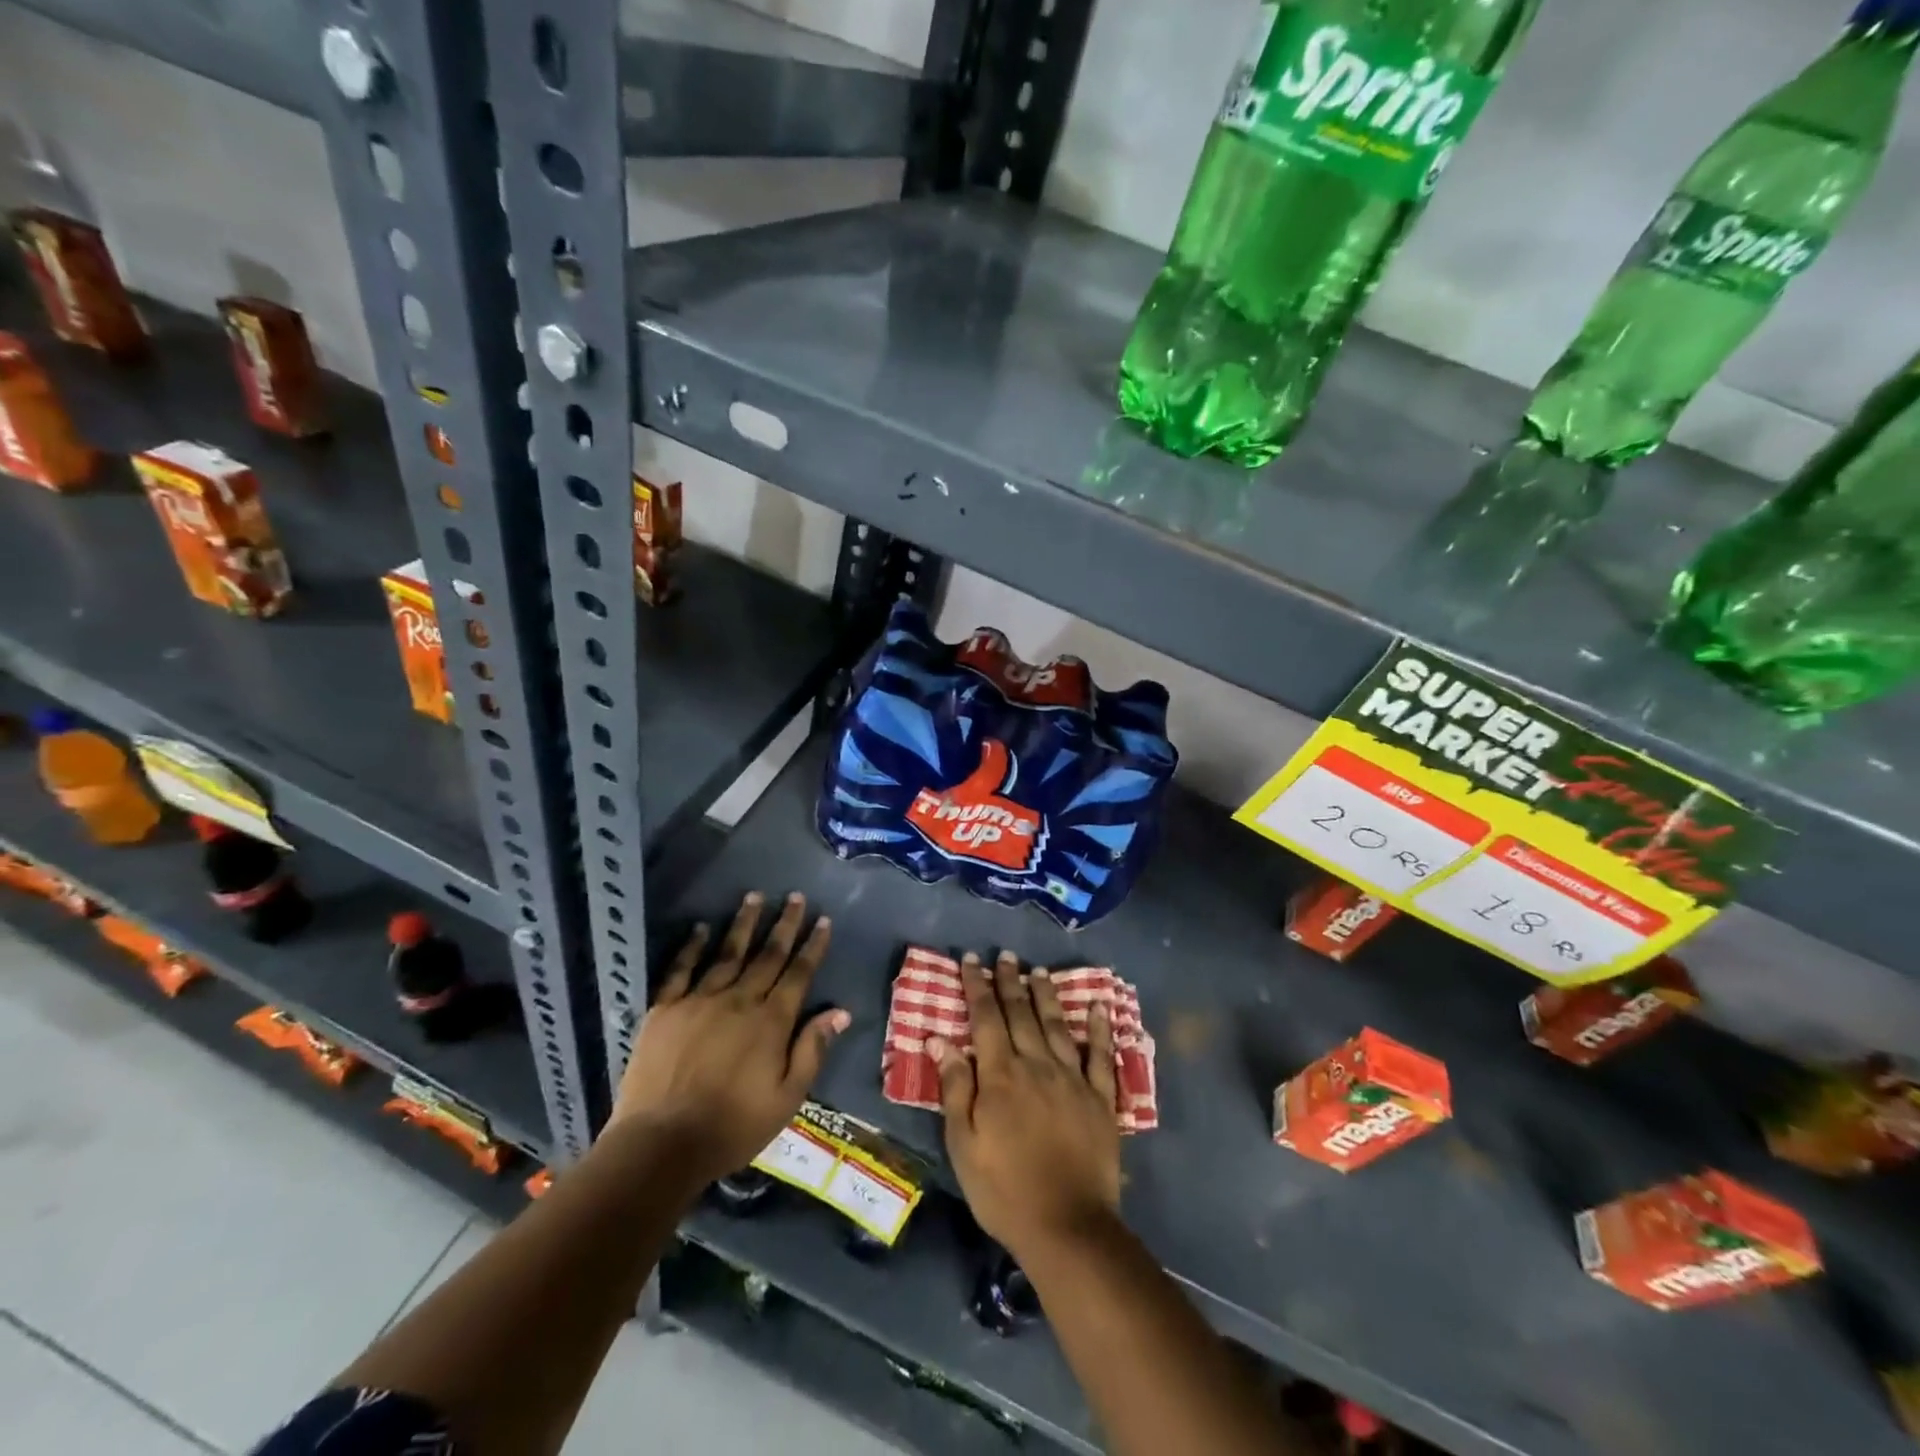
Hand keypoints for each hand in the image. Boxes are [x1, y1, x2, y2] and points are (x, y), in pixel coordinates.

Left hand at [612, 891, 848, 1183]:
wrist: (662, 1144)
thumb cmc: (732, 1127)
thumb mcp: (787, 1098)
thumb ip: (812, 1050)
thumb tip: (840, 1011)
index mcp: (771, 1022)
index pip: (798, 973)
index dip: (813, 945)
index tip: (822, 920)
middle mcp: (739, 1000)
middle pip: (767, 955)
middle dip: (784, 924)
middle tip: (796, 896)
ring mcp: (699, 1001)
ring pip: (728, 952)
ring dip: (744, 923)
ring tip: (754, 896)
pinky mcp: (665, 1009)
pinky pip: (681, 969)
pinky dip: (692, 946)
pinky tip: (701, 928)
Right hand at [932, 951, 1121, 1260]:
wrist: (1067, 1227)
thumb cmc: (1004, 1190)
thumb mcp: (963, 1145)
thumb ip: (955, 1088)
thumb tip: (941, 1039)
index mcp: (1001, 1075)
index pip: (986, 1018)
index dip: (978, 986)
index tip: (972, 960)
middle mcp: (1037, 1065)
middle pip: (1021, 1013)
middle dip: (1010, 981)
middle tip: (1005, 955)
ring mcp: (1072, 1079)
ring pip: (1057, 1025)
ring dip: (1046, 996)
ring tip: (1038, 971)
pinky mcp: (1100, 1098)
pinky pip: (1101, 1055)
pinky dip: (1099, 1028)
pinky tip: (1098, 1006)